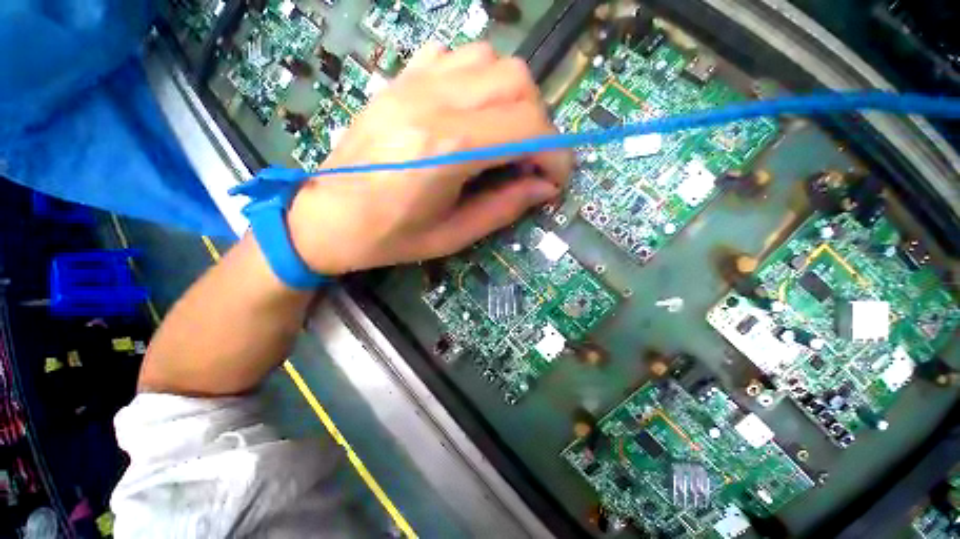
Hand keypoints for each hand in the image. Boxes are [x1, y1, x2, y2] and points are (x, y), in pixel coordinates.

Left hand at [286, 42, 572, 275]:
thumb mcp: (452, 235)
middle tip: (531, 160)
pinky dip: (482, 81)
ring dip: (514, 99)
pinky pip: (456, 57)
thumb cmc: (389, 237)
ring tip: (506, 137)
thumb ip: (503, 208)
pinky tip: (476, 113)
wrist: (326, 217)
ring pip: (492, 60)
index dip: (556, 153)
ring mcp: (412, 84)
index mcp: (445, 150)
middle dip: (540, 124)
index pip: (526, 128)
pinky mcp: (401, 81)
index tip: (557, 179)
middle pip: (516, 82)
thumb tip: (544, 188)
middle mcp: (431, 103)